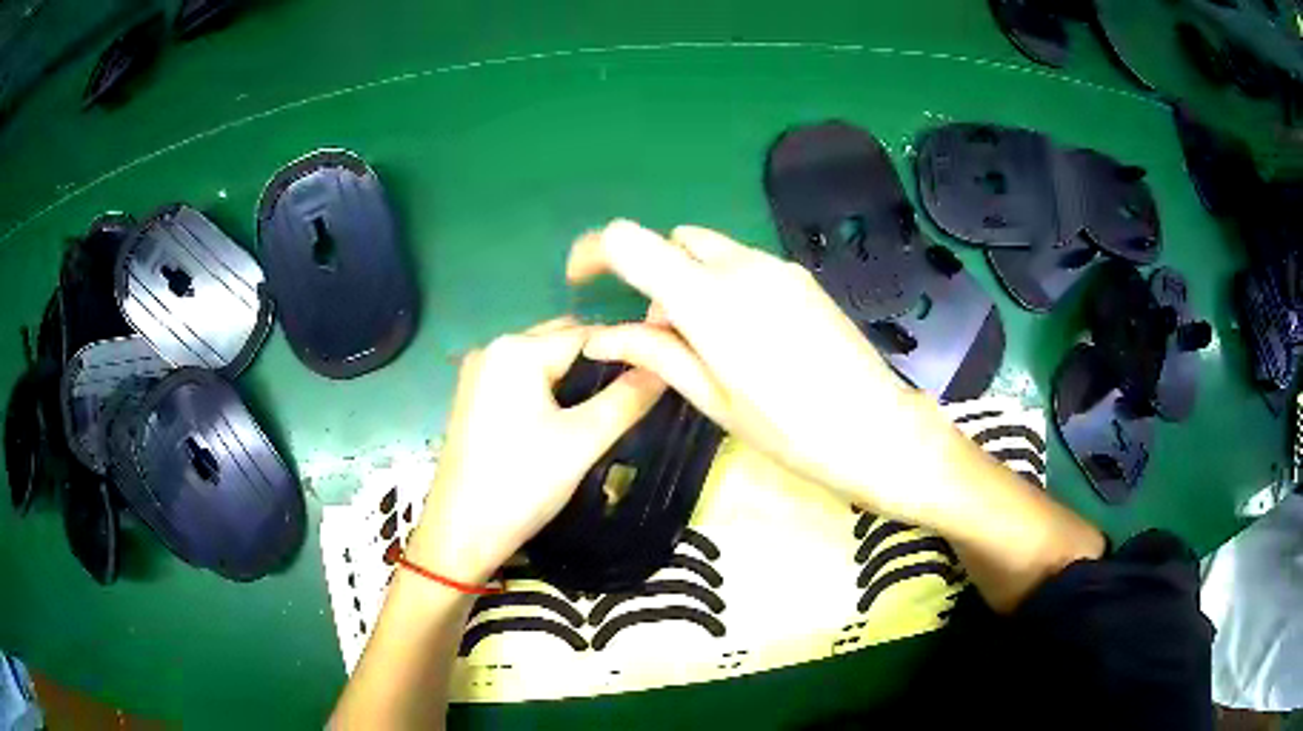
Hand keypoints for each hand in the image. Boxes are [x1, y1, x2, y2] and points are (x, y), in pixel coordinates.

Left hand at [405, 318, 664, 583]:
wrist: (461, 533)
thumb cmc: (522, 483)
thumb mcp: (583, 441)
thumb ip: (627, 399)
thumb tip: (666, 367)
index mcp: (517, 350)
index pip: (589, 334)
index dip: (628, 351)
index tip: (661, 372)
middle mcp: (494, 349)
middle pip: (563, 342)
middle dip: (601, 362)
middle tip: (637, 393)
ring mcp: (479, 374)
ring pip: (544, 362)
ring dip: (577, 377)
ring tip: (609, 407)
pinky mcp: (473, 398)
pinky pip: (523, 380)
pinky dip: (550, 389)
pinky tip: (569, 417)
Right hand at [568, 220, 956, 521]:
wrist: (878, 429)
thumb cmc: (791, 431)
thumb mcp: (714, 400)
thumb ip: (656, 354)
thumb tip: (601, 337)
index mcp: (709, 301)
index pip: (631, 242)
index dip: (595, 251)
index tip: (584, 279)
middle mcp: (740, 267)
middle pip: (672, 241)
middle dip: (650, 274)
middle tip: (657, 332)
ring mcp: (777, 267)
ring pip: (709, 250)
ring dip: (688, 279)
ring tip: (704, 341)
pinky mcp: (800, 276)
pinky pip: (744, 263)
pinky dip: (723, 283)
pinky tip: (744, 334)